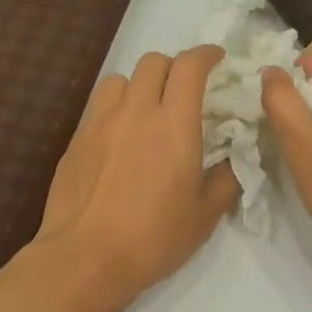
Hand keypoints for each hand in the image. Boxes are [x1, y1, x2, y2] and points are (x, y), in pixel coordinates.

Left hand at [33, 46, 239, 298]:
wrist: (85, 257)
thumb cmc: (154, 237)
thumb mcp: (205, 215)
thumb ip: (226, 179)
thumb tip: (234, 160)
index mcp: (174, 124)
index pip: (190, 67)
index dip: (206, 54)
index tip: (217, 59)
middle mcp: (136, 111)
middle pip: (153, 62)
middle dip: (174, 66)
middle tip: (185, 88)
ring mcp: (100, 123)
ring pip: (120, 79)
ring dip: (139, 84)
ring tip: (146, 108)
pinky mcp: (76, 140)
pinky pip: (98, 107)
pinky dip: (115, 108)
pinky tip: (119, 138)